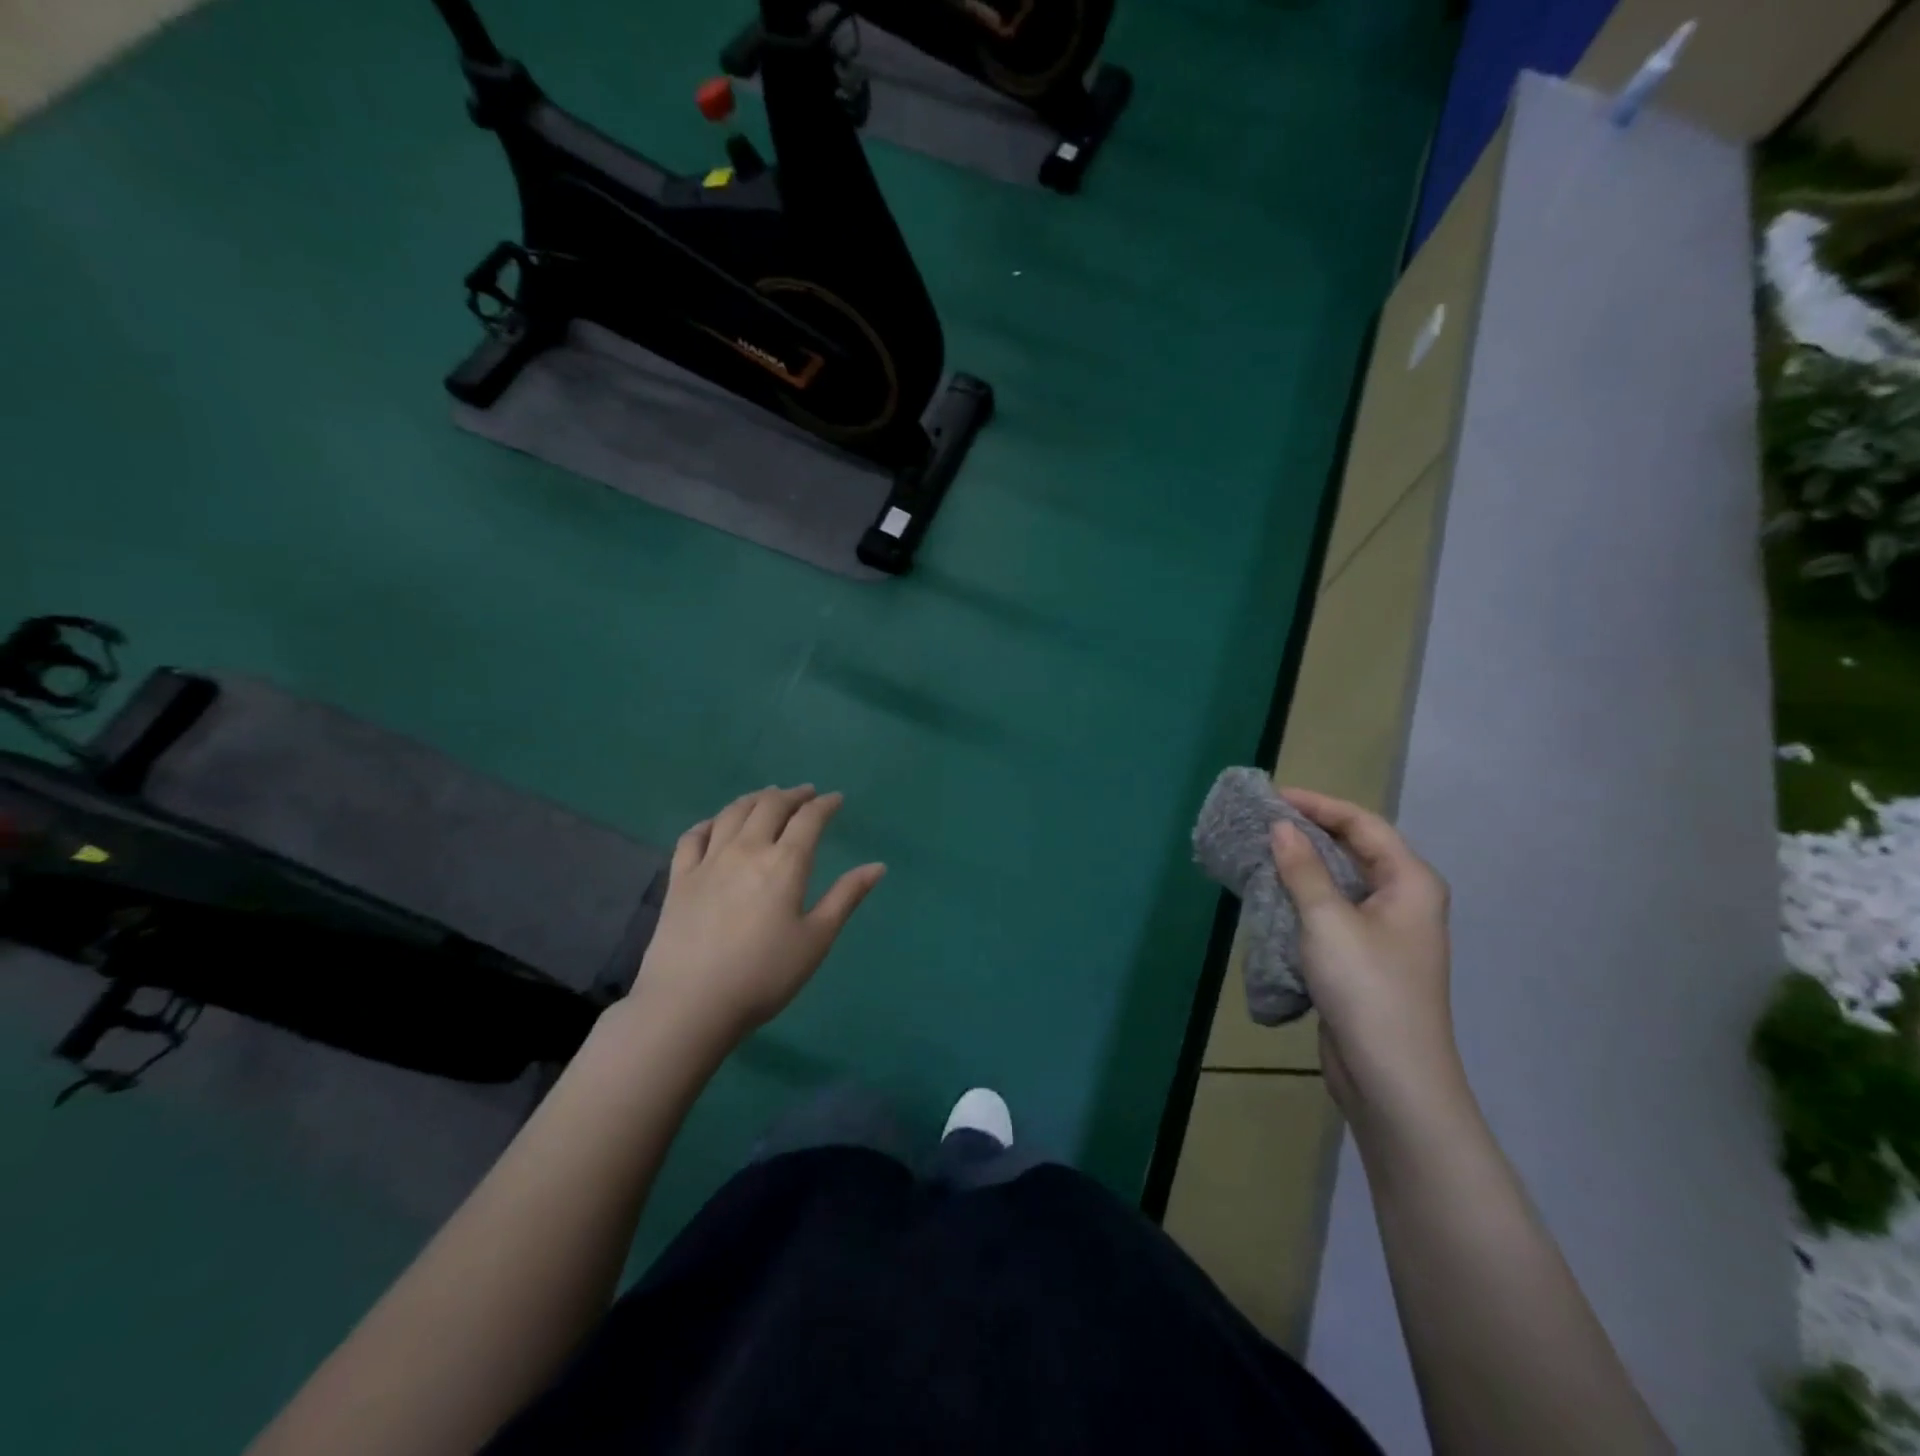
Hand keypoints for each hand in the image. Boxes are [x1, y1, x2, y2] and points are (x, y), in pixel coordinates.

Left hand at [623, 785, 884, 1046]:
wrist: (690, 1004)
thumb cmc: (764, 975)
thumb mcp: (816, 940)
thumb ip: (846, 897)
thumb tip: (878, 866)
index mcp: (785, 864)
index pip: (809, 819)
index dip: (825, 805)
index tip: (836, 799)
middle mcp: (746, 850)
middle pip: (770, 806)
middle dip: (792, 795)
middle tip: (805, 794)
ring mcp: (709, 861)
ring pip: (733, 813)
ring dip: (755, 799)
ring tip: (767, 797)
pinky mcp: (679, 878)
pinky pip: (693, 836)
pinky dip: (711, 821)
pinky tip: (717, 824)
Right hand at [1269, 788, 1461, 1120]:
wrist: (1392, 1078)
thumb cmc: (1367, 988)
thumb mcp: (1328, 921)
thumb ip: (1303, 869)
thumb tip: (1281, 826)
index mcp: (1410, 882)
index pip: (1363, 824)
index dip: (1319, 805)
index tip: (1274, 797)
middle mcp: (1403, 900)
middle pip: (1355, 850)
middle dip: (1309, 833)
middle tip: (1261, 822)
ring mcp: (1385, 932)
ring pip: (1340, 882)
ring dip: (1303, 867)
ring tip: (1259, 853)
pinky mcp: (1364, 958)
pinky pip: (1332, 912)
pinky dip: (1303, 899)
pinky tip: (1271, 897)